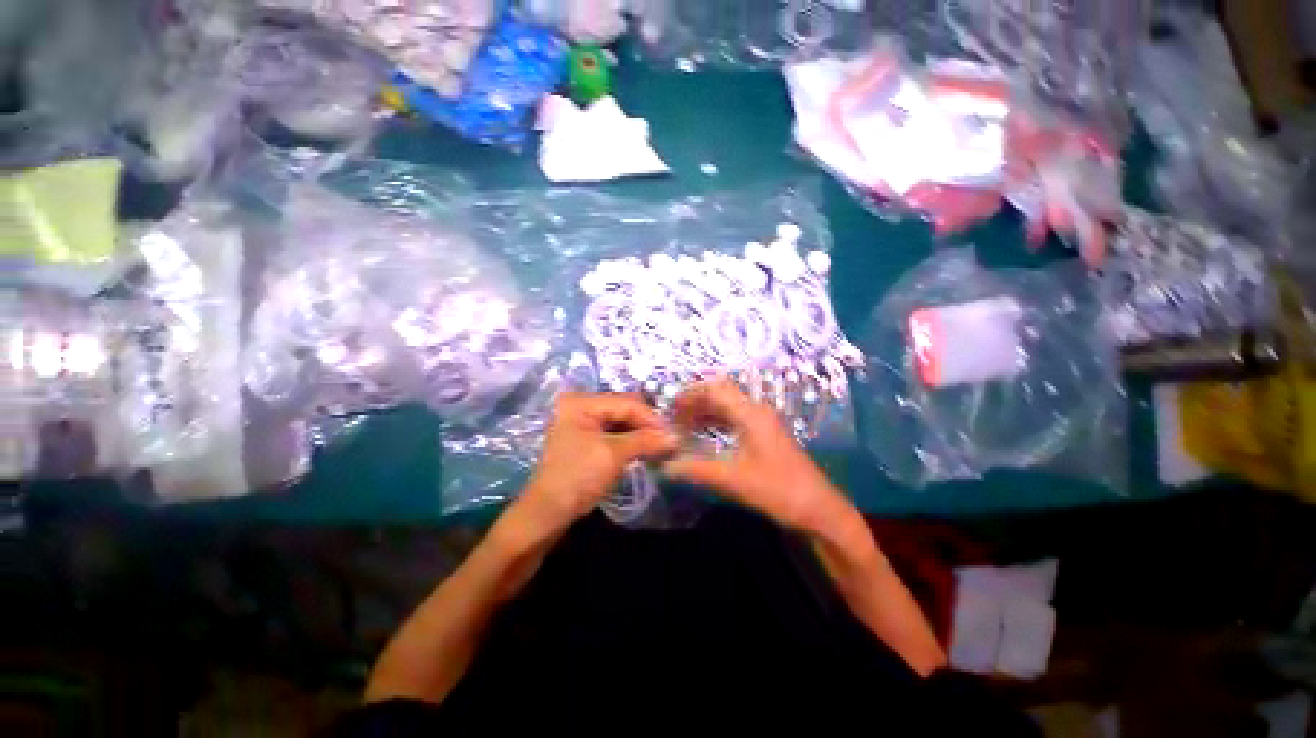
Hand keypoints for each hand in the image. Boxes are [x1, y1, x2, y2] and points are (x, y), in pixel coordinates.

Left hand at [514, 393, 677, 536]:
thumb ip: (645, 440)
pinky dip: (630, 439)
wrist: (548, 512)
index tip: (673, 433)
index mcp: (581, 402)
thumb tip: (676, 436)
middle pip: (623, 408)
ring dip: (640, 432)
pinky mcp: (585, 435)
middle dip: (646, 424)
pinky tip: (644, 448)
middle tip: (669, 439)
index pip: (626, 402)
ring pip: (621, 420)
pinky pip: (613, 431)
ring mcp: (581, 420)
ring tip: (660, 445)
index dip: (651, 417)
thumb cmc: (578, 477)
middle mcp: (580, 404)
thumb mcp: (613, 455)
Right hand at [663, 379, 850, 533]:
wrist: (818, 509)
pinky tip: (703, 434)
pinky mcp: (764, 434)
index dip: (691, 394)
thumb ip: (697, 470)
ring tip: (683, 425)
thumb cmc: (778, 491)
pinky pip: (734, 418)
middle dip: (695, 402)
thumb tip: (665, 466)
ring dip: (704, 411)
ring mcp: (762, 421)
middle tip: (673, 418)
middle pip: (721, 393)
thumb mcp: (733, 480)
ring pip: (727, 406)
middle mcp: (756, 411)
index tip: (670, 408)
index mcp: (751, 414)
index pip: (716, 389)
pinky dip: (715, 422)